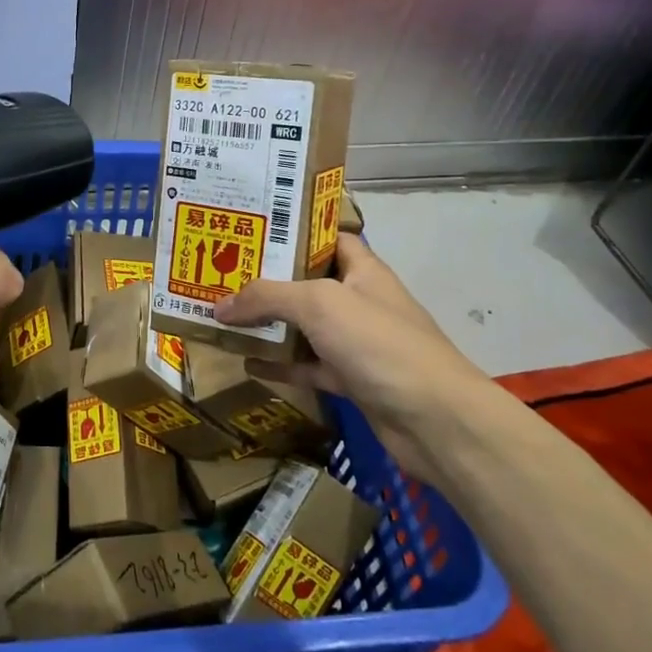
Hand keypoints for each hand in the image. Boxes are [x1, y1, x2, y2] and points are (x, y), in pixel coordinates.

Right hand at [215, 235, 496, 479]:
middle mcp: (359, 301)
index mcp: (362, 270)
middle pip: (308, 284)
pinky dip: (280, 365)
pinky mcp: (350, 380)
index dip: (294, 233)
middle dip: (269, 280)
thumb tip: (219, 305)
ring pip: (304, 327)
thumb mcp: (319, 304)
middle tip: (223, 275)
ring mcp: (356, 343)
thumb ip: (267, 297)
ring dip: (269, 324)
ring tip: (224, 316)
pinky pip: (307, 366)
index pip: (327, 238)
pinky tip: (247, 363)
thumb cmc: (378, 343)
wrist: (432, 419)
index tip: (253, 232)